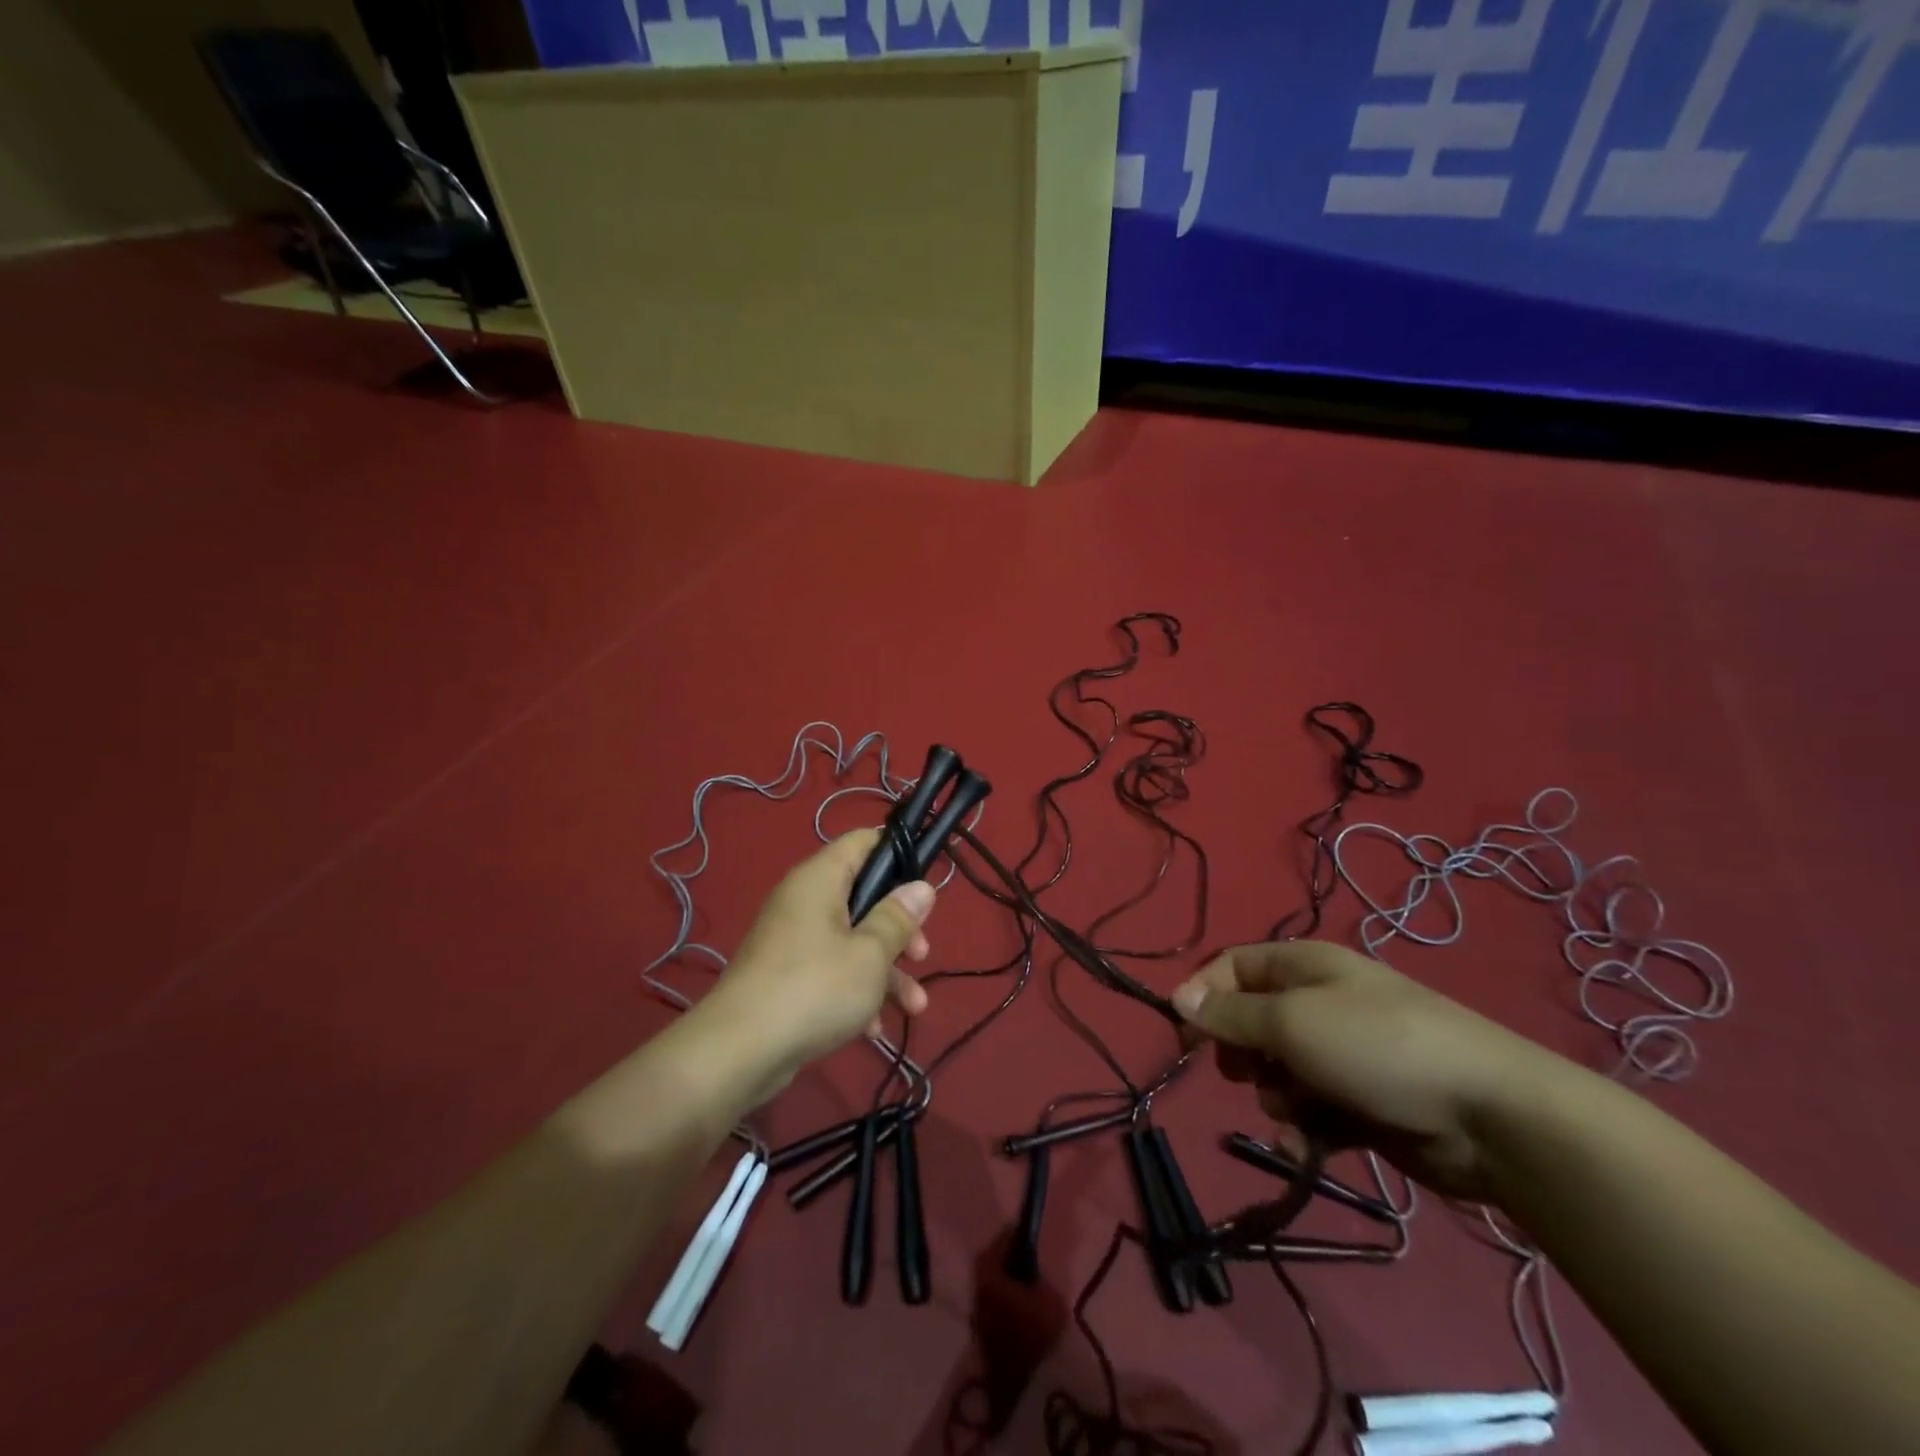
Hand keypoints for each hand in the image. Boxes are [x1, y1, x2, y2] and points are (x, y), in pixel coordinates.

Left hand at [703, 830, 934, 1101]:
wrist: (738, 1052)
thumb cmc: (814, 988)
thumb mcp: (870, 954)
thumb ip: (898, 918)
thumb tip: (921, 887)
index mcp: (820, 879)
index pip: (863, 842)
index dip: (898, 855)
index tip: (925, 886)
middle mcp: (804, 901)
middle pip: (863, 897)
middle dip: (898, 928)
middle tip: (921, 954)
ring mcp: (793, 941)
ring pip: (852, 941)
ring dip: (886, 971)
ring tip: (914, 1007)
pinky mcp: (786, 977)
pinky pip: (831, 972)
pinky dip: (855, 992)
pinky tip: (872, 1029)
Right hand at [1172, 941, 1559, 1200]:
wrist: (1490, 1116)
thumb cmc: (1376, 1047)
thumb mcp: (1291, 1022)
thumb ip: (1231, 1015)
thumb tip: (1178, 998)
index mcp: (1304, 966)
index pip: (1232, 967)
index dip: (1203, 995)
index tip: (1182, 1036)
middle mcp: (1320, 1002)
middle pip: (1251, 1021)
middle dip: (1241, 1052)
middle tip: (1242, 1071)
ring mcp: (1343, 1053)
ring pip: (1277, 1072)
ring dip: (1275, 1095)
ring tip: (1299, 1110)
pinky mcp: (1361, 1102)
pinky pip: (1309, 1111)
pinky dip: (1303, 1129)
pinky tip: (1308, 1147)